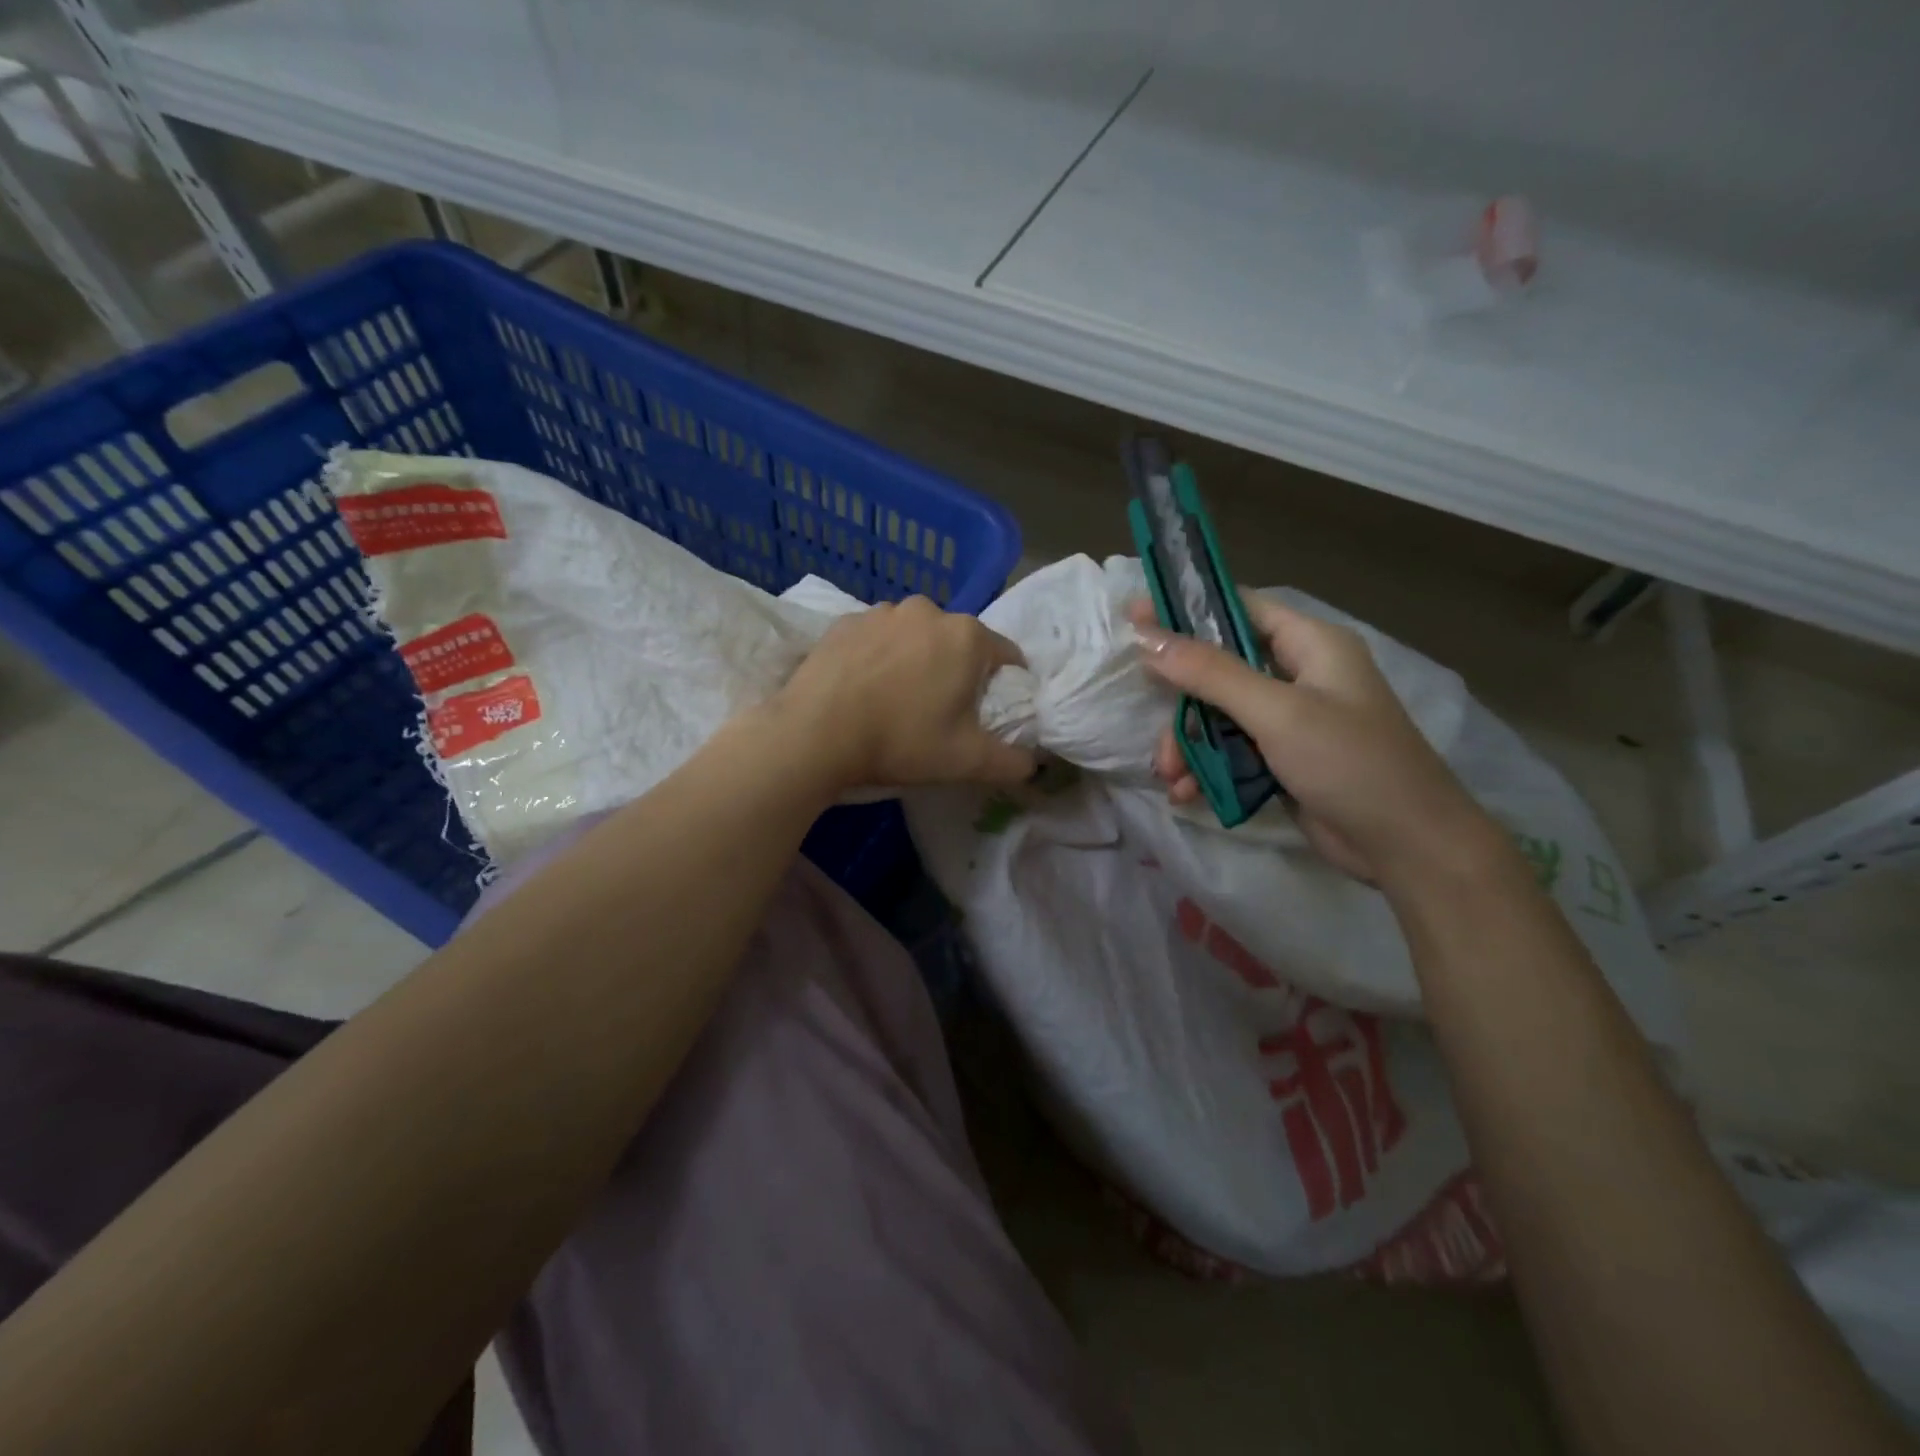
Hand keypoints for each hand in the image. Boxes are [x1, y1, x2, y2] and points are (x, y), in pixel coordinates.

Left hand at [773, 596, 1036, 791]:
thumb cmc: (901, 741)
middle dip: (958, 671)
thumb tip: (1035, 765)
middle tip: (940, 712)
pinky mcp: (845, 621)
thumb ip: (1013, 762)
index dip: (1004, 687)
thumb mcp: (967, 761)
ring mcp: (882, 612)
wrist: (815, 733)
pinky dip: (879, 656)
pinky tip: (865, 687)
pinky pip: (877, 638)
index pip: (1006, 656)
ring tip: (897, 699)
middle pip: (959, 643)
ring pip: (917, 637)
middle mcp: (929, 610)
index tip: (987, 714)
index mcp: (967, 636)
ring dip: (917, 660)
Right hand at [1128, 595, 1499, 889]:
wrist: (1406, 846)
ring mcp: (1289, 721)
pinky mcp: (1281, 760)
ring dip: (1188, 744)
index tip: (1135, 618)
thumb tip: (1146, 636)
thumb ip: (1209, 673)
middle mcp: (1297, 675)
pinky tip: (1186, 792)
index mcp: (1310, 644)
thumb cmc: (1349, 762)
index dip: (1186, 610)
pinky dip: (1205, 768)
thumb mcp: (1277, 712)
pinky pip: (1229, 751)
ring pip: (1217, 716)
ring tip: (1170, 774)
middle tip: (1147, 715)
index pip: (1237, 609)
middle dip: (1181, 700)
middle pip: (1218, 668)